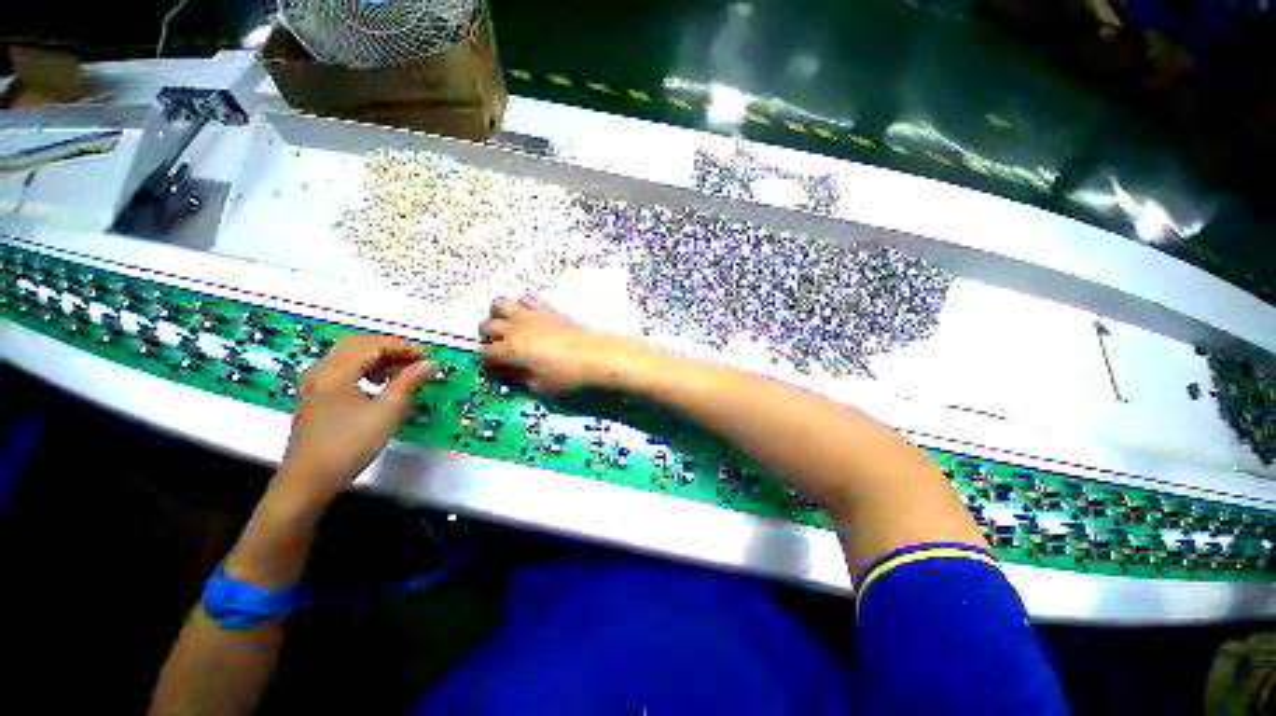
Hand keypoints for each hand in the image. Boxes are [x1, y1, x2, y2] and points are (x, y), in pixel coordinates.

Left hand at [276, 335, 432, 510]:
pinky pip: (341, 369)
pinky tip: (378, 383)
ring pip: (348, 356)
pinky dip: (363, 369)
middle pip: (358, 345)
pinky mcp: (313, 394)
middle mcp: (320, 370)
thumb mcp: (387, 411)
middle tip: (415, 361)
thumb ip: (408, 382)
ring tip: (401, 373)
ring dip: (377, 359)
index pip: (373, 345)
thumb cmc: (351, 444)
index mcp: (335, 371)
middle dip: (390, 349)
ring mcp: (313, 382)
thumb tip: (428, 364)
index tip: (426, 357)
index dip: (402, 347)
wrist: (310, 478)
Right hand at [479, 295, 629, 396]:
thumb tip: (508, 373)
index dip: (486, 364)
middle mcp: (515, 328)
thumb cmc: (568, 377)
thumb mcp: (539, 387)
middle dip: (489, 338)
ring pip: (500, 303)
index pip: (485, 354)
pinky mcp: (548, 308)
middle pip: (487, 325)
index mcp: (510, 350)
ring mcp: (531, 314)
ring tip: (510, 328)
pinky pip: (527, 298)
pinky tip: (532, 319)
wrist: (598, 357)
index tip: (494, 372)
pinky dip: (523, 306)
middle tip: (501, 350)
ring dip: (499, 315)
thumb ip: (519, 378)